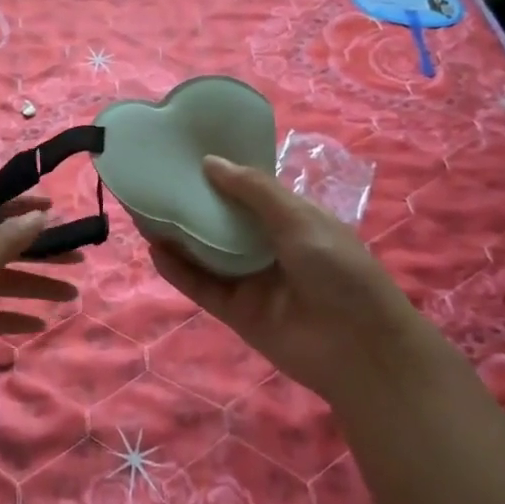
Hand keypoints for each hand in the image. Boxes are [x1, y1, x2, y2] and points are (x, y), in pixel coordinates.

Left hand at [0, 194, 81, 400]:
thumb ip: (11, 236)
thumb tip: (39, 214)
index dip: (21, 207)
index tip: (55, 210)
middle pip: (2, 246)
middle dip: (39, 253)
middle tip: (77, 258)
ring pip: (1, 282)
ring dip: (34, 286)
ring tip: (71, 296)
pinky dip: (13, 316)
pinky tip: (40, 323)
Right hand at [150, 156, 417, 401]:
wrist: (361, 349)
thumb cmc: (340, 271)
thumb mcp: (300, 219)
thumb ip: (253, 191)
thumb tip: (209, 162)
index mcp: (291, 219)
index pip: (248, 191)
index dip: (221, 174)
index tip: (186, 154)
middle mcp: (267, 246)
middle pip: (221, 221)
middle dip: (192, 203)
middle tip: (155, 181)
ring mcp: (250, 280)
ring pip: (205, 253)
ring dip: (178, 235)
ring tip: (143, 211)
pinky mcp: (235, 311)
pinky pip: (201, 286)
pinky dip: (178, 270)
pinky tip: (154, 250)